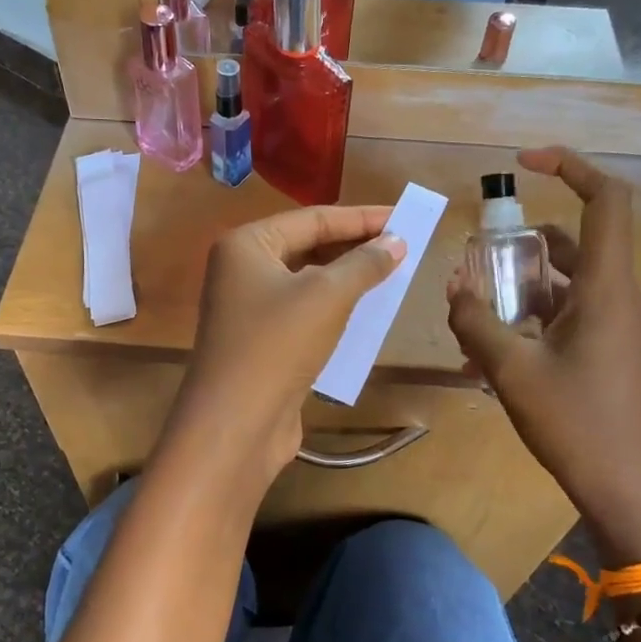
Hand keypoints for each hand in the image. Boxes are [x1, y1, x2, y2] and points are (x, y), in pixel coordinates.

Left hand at [166, 206, 404, 496]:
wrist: (236, 424)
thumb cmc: (278, 344)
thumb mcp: (328, 296)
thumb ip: (365, 263)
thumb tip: (396, 241)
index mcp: (246, 245)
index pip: (312, 219)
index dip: (361, 218)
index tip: (404, 218)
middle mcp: (241, 269)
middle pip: (308, 246)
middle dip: (355, 246)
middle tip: (402, 245)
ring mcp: (248, 307)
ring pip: (307, 281)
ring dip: (348, 278)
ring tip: (392, 273)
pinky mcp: (261, 341)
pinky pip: (304, 312)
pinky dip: (335, 308)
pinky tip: (366, 311)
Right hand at [447, 148, 640, 563]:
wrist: (630, 492)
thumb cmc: (576, 424)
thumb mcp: (512, 371)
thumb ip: (476, 323)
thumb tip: (454, 289)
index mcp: (606, 289)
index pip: (605, 201)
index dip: (570, 167)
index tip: (525, 162)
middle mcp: (619, 297)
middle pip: (573, 244)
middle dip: (521, 245)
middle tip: (478, 262)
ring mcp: (619, 326)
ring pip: (568, 282)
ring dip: (523, 285)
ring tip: (476, 308)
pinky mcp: (613, 352)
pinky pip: (571, 314)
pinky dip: (536, 315)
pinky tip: (497, 346)